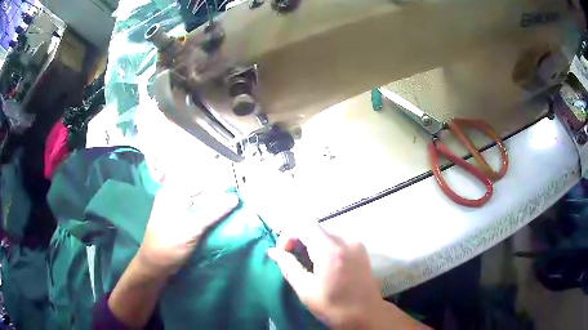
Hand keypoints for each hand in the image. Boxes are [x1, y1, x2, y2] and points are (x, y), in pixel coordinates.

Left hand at [108, 186, 237, 327]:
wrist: (157, 265)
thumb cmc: (168, 245)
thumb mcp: (191, 228)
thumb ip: (212, 212)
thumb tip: (234, 198)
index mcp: (172, 191)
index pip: (197, 176)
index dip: (217, 176)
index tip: (236, 182)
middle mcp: (175, 195)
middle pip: (201, 186)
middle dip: (219, 188)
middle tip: (239, 192)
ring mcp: (180, 207)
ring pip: (202, 197)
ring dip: (217, 199)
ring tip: (236, 200)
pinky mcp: (185, 218)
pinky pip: (201, 208)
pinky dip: (212, 209)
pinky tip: (225, 212)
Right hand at [267, 222, 428, 329]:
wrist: (366, 315)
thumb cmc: (334, 307)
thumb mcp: (306, 290)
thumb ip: (289, 267)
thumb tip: (272, 251)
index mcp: (331, 251)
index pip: (304, 225)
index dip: (288, 234)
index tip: (284, 252)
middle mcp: (346, 241)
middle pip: (315, 229)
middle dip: (299, 239)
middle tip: (292, 260)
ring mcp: (356, 244)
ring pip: (325, 234)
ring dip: (311, 244)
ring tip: (308, 265)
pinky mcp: (361, 250)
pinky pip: (337, 241)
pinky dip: (324, 247)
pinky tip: (323, 265)